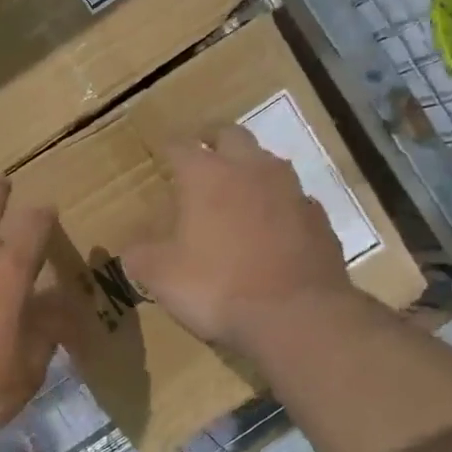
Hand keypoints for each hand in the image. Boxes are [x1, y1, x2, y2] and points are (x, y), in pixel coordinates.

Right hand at [121, 125, 353, 351]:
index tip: (161, 153)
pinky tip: (272, 227)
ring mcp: (291, 191)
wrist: (295, 316)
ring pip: (268, 163)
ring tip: (237, 189)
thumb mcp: (161, 276)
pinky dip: (278, 205)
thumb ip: (141, 256)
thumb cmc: (216, 287)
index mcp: (206, 176)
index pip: (180, 145)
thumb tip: (132, 250)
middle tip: (200, 154)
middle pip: (231, 135)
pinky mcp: (318, 219)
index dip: (168, 148)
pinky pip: (294, 200)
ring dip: (250, 169)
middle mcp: (251, 170)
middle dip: (212, 140)